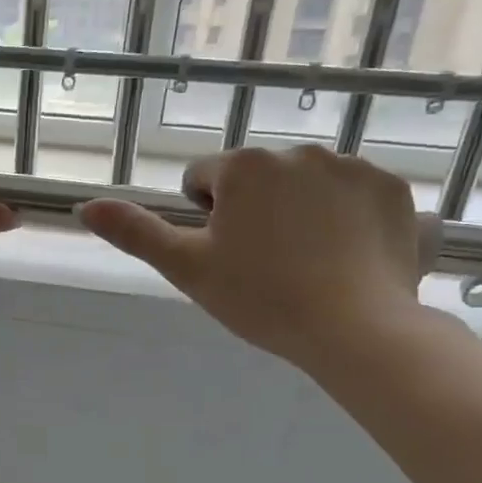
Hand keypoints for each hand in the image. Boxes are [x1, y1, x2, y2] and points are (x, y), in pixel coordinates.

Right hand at [77, 144, 428, 370]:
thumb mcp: (185, 268)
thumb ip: (135, 232)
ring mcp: (355, 168)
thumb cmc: (259, 298)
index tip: (225, 258)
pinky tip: (349, 261)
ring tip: (310, 267)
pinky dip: (350, 222)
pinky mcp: (397, 191)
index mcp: (244, 167)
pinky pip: (358, 199)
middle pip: (259, 181)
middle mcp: (299, 152)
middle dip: (256, 213)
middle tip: (265, 267)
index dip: (207, 221)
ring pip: (308, 187)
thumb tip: (85, 206)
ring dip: (302, 214)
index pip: (204, 180)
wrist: (356, 330)